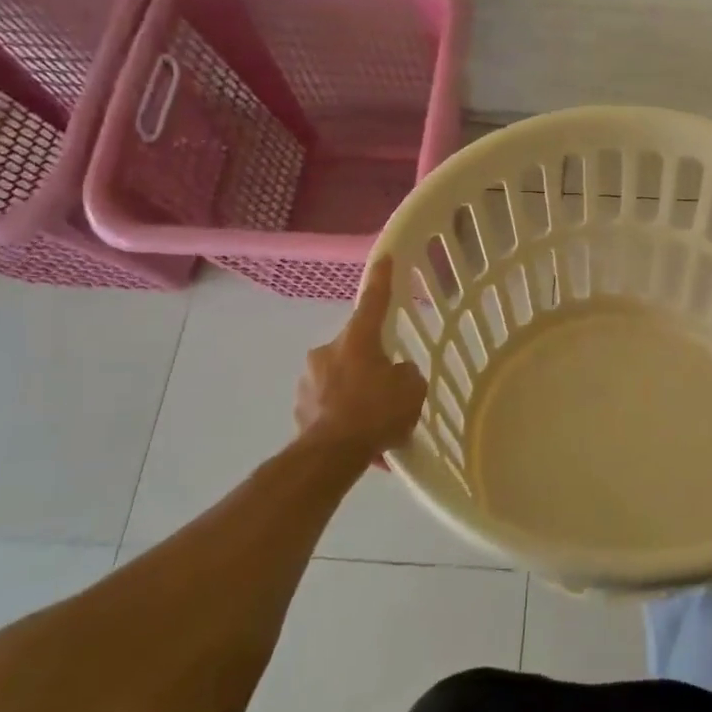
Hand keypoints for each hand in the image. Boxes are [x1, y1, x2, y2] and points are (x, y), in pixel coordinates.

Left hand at [294, 256, 427, 466]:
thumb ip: (407, 373)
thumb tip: (397, 373)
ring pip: (340, 377)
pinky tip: (358, 437)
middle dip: (369, 362)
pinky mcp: (300, 409)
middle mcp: (328, 351)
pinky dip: (343, 414)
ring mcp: (308, 380)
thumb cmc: (376, 412)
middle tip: (387, 386)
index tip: (383, 257)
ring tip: (374, 420)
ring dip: (354, 390)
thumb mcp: (411, 389)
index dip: (382, 278)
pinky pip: (329, 404)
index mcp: (357, 339)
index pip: (373, 300)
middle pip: (355, 347)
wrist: (330, 455)